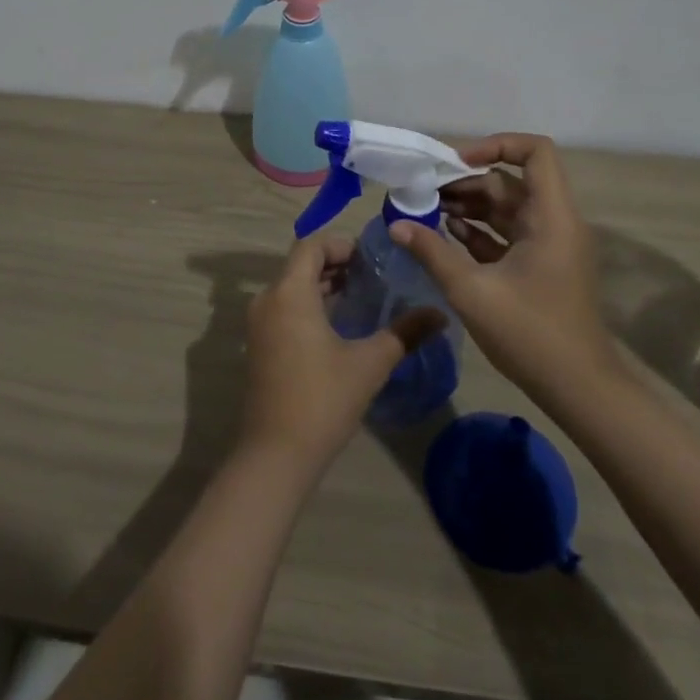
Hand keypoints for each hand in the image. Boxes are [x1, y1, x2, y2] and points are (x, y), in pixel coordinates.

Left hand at [240, 233, 444, 472]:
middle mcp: (268, 299)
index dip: (340, 244)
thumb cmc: (322, 400)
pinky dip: (309, 305)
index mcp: (289, 292)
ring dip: (323, 285)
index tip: (371, 258)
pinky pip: (285, 308)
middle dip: (335, 264)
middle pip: (300, 264)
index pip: (310, 245)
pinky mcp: (259, 345)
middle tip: (373, 275)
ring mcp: (259, 324)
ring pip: (292, 287)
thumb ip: (404, 333)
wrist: (275, 456)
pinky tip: (339, 325)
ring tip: (361, 296)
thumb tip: (439, 314)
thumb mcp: (369, 364)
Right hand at [391, 133, 615, 404]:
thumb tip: (397, 224)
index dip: (496, 145)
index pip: (535, 152)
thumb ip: (432, 253)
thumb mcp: (472, 291)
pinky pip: (509, 233)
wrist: (580, 391)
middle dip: (468, 182)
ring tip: (429, 211)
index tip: (456, 162)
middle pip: (511, 181)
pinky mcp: (541, 266)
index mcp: (551, 216)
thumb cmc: (531, 334)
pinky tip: (448, 235)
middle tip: (426, 192)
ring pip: (507, 208)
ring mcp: (549, 245)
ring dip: (470, 206)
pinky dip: (480, 230)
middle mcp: (554, 222)